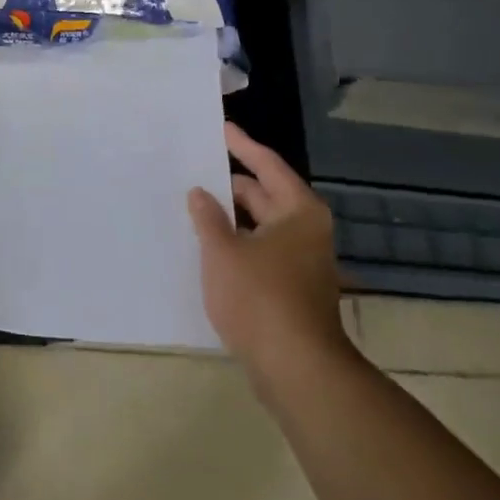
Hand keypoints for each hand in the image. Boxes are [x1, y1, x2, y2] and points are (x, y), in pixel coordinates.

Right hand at [188, 122, 352, 389]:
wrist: (298, 371)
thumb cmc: (260, 299)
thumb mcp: (223, 252)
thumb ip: (208, 217)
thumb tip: (200, 193)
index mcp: (298, 211)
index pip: (267, 165)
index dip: (241, 145)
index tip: (220, 127)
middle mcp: (305, 230)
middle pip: (263, 194)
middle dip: (229, 184)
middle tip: (193, 170)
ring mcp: (301, 261)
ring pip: (260, 225)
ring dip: (230, 217)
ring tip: (193, 204)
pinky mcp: (292, 288)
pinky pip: (260, 250)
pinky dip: (237, 242)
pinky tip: (208, 245)